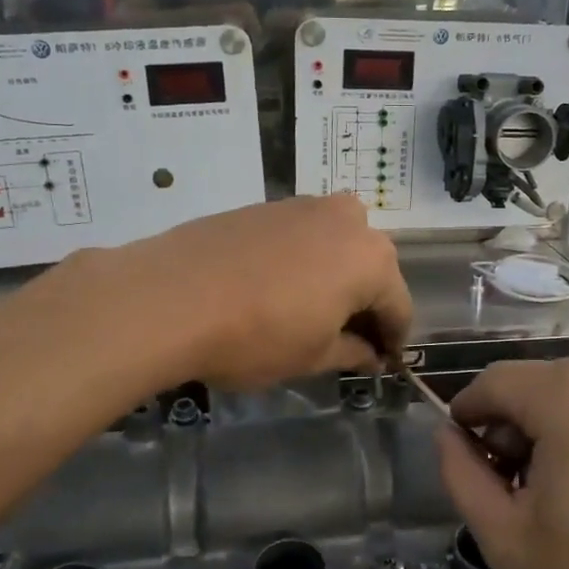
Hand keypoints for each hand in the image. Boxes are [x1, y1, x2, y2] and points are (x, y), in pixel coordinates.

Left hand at [120, 195, 411, 389]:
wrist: (170, 297)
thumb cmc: (257, 336)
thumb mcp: (313, 356)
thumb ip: (352, 352)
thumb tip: (371, 355)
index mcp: (372, 259)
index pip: (399, 306)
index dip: (393, 340)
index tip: (383, 363)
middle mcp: (348, 221)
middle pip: (372, 268)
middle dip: (365, 303)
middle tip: (347, 339)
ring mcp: (304, 206)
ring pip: (337, 245)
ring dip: (336, 276)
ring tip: (311, 310)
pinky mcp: (266, 205)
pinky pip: (302, 235)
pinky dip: (303, 260)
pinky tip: (276, 287)